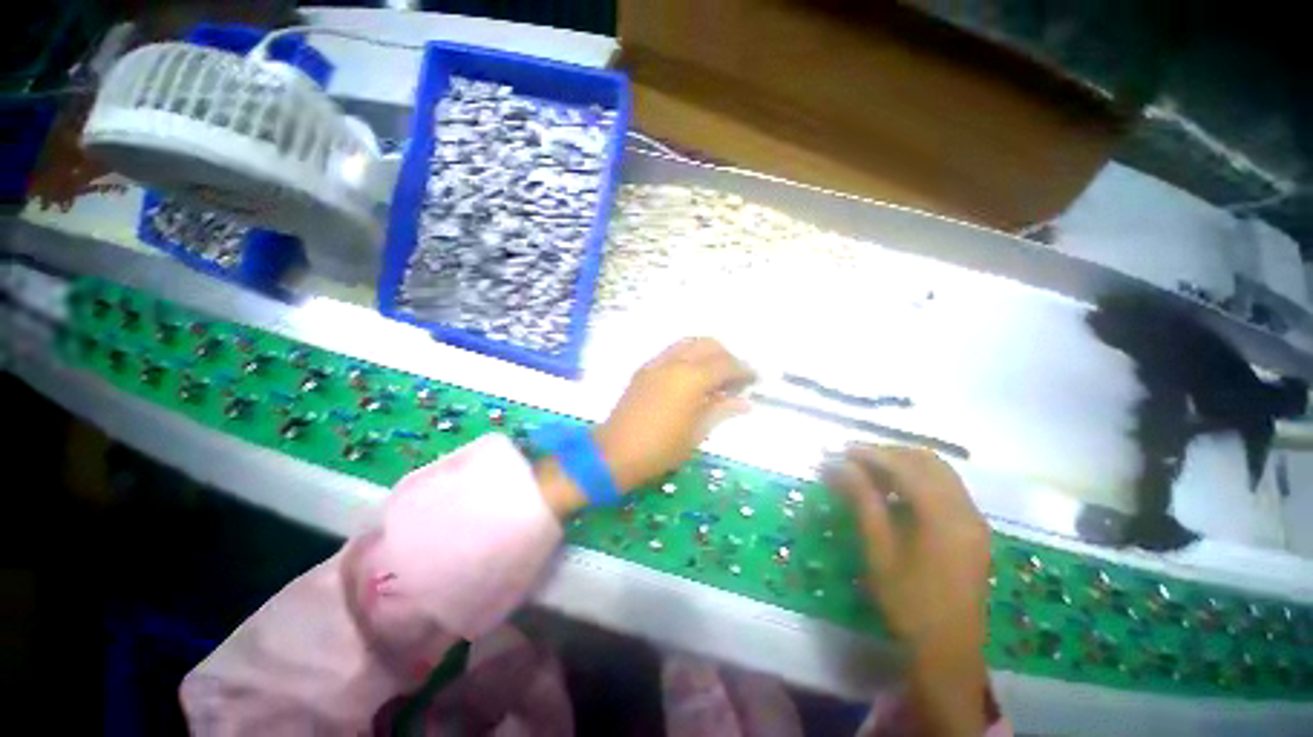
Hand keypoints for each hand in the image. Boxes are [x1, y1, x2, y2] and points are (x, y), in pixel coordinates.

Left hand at [535, 338, 755, 518]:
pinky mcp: (644, 368)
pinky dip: (689, 356)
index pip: (726, 364)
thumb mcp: (697, 432)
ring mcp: (656, 362)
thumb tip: (745, 401)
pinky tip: (692, 377)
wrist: (614, 452)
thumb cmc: (660, 448)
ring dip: (707, 352)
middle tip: (735, 377)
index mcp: (691, 378)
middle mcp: (675, 362)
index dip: (744, 370)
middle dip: (726, 356)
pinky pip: (672, 352)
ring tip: (716, 374)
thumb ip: (721, 410)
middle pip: (708, 344)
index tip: (755, 379)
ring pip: (689, 343)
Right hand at [831, 445, 989, 645]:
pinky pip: (945, 487)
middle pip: (927, 461)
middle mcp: (966, 510)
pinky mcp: (972, 528)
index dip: (871, 453)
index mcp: (944, 517)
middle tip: (853, 458)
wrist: (948, 649)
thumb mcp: (879, 550)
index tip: (841, 450)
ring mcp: (973, 519)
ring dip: (903, 463)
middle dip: (888, 453)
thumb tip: (840, 465)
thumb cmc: (908, 602)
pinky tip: (894, 490)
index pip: (905, 467)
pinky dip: (918, 479)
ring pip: (939, 471)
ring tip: (869, 470)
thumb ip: (862, 500)